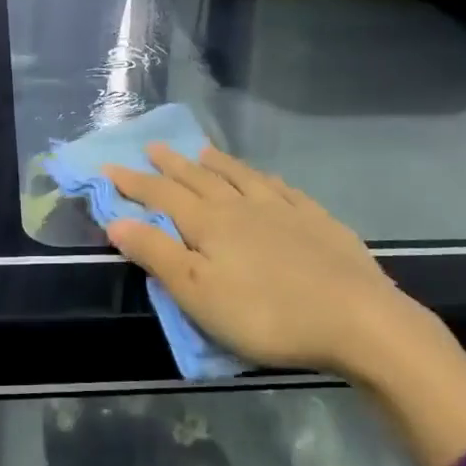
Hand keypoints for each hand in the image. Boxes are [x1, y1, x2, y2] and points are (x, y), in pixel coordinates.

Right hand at [103, 144, 465, 392]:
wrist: (357, 319)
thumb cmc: (267, 314)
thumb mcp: (199, 293)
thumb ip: (157, 254)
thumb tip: (116, 219)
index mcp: (209, 223)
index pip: (161, 195)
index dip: (132, 181)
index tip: (108, 166)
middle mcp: (241, 205)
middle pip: (198, 178)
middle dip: (170, 164)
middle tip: (152, 147)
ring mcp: (282, 208)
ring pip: (239, 176)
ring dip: (215, 162)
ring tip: (200, 149)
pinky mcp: (316, 219)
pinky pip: (280, 187)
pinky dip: (261, 177)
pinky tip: (263, 178)